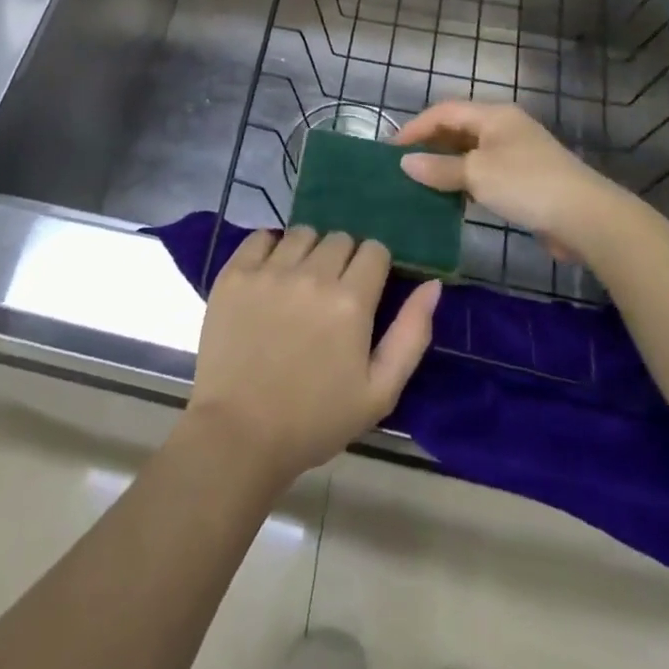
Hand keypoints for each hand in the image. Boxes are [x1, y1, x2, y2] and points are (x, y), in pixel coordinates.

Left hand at [187, 228, 440, 487]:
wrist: (238, 435)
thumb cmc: (315, 420)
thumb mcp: (379, 392)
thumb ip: (411, 334)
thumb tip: (433, 285)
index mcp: (351, 301)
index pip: (374, 250)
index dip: (374, 267)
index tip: (365, 292)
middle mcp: (312, 275)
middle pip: (340, 238)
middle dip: (343, 260)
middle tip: (332, 295)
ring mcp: (269, 271)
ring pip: (303, 233)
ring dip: (309, 251)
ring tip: (301, 284)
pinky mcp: (235, 274)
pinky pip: (261, 237)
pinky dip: (270, 248)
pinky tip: (271, 274)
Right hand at [395, 100, 649, 256]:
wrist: (586, 217)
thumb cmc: (526, 184)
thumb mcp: (477, 174)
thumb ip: (439, 168)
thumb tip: (405, 162)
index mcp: (493, 115)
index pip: (444, 111)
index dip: (415, 127)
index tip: (390, 150)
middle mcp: (504, 127)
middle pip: (457, 128)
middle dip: (429, 144)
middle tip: (402, 166)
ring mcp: (516, 153)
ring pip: (470, 152)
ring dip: (445, 164)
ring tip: (419, 182)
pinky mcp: (524, 179)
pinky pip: (484, 172)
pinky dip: (464, 181)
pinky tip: (450, 198)